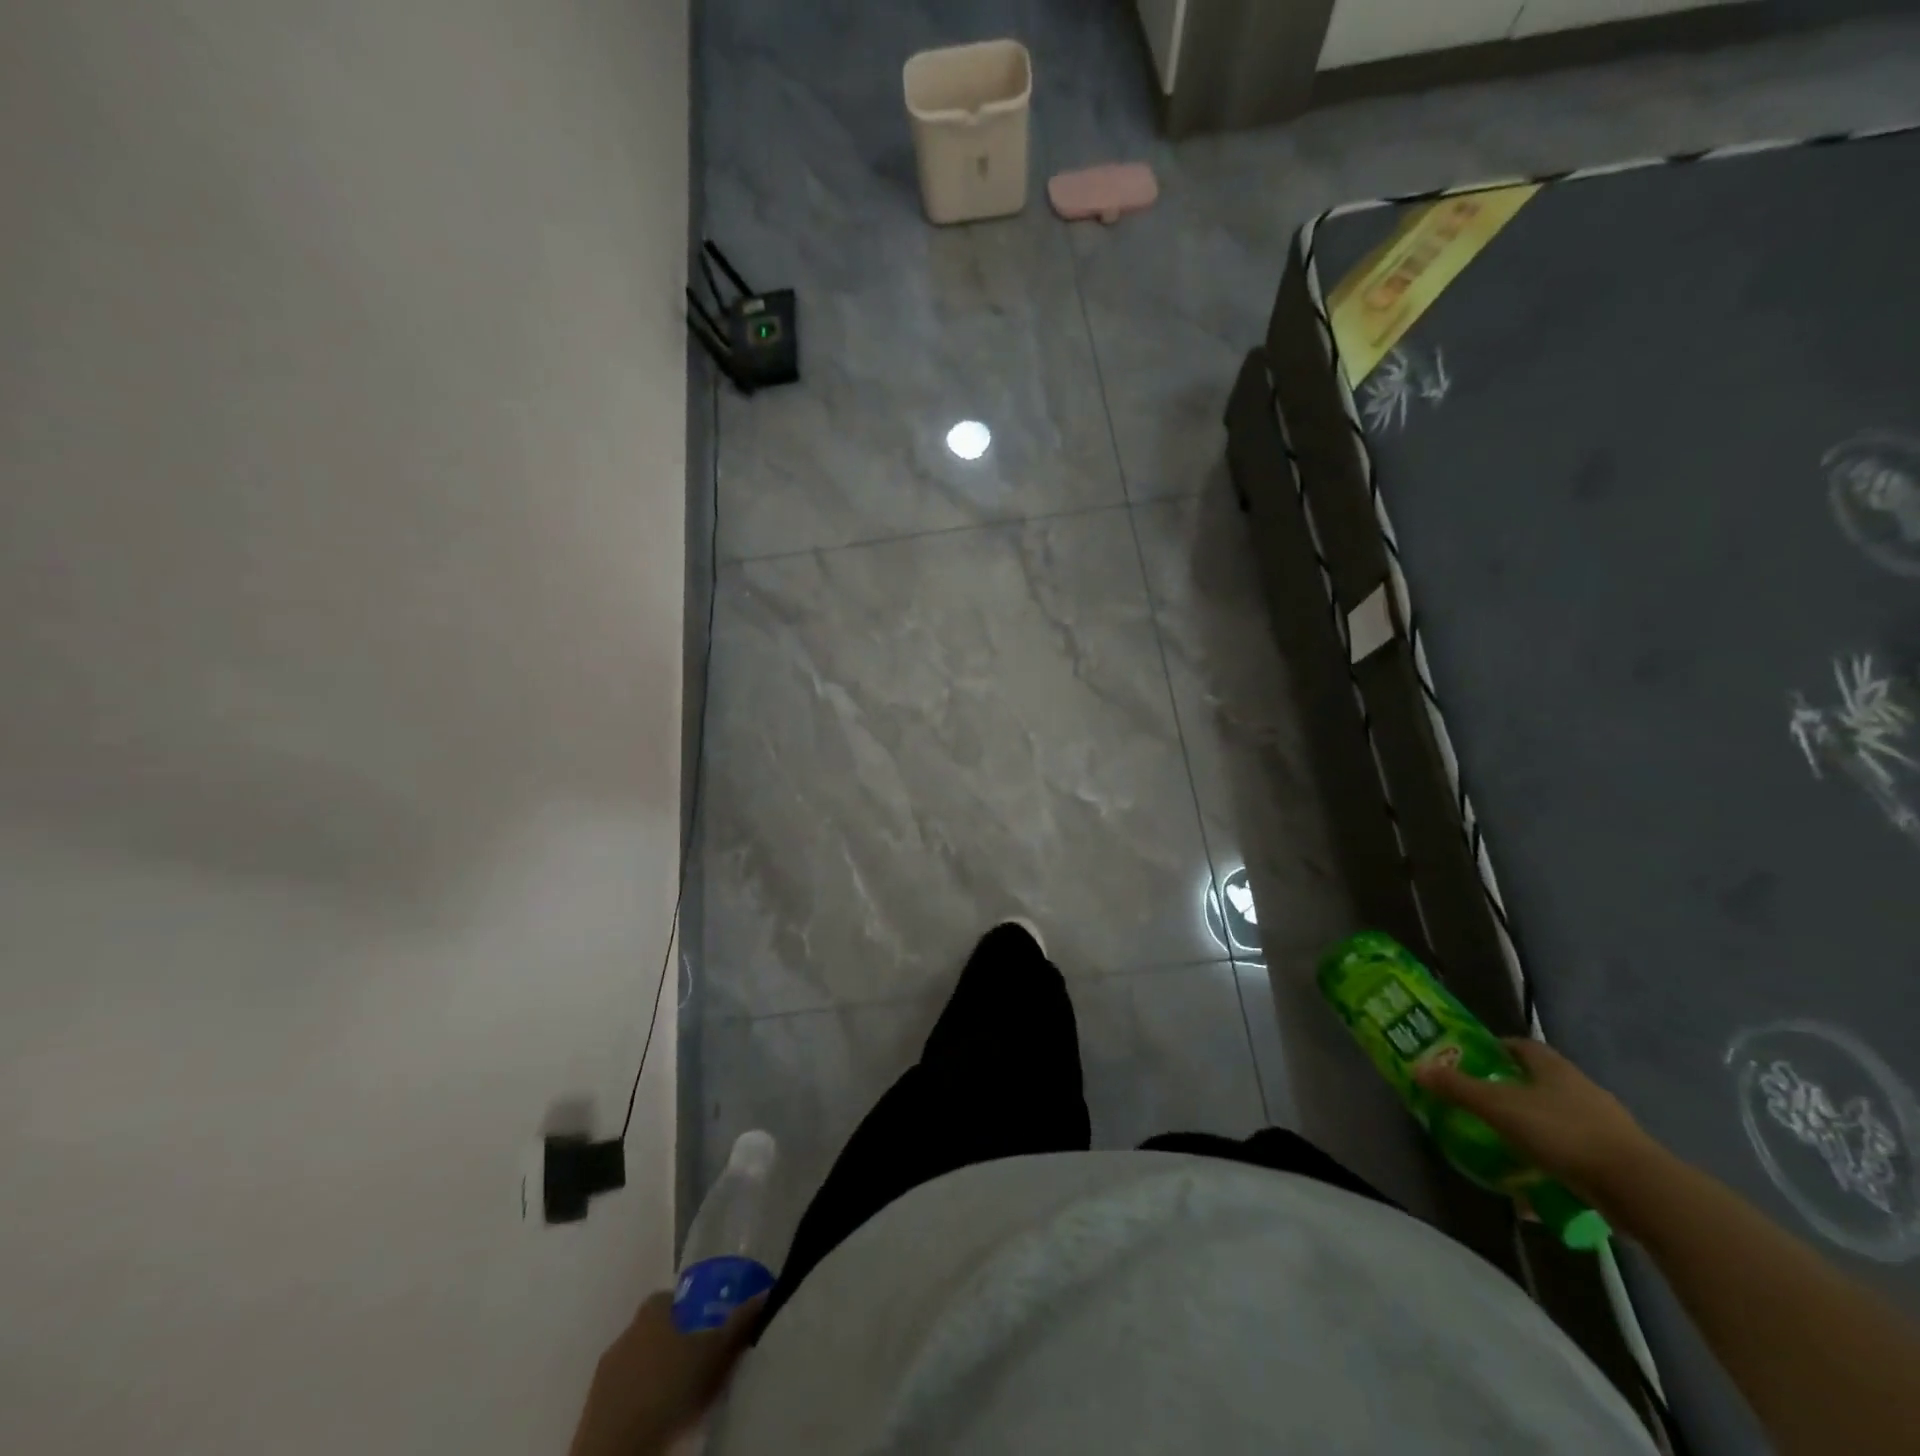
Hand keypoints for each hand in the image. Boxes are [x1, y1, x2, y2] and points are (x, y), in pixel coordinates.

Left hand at [568, 1292, 763, 1455]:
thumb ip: (739, 1324)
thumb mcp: (715, 1355)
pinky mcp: (591, 1415)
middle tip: (698, 1361)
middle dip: (672, 1343)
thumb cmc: (670, 1390)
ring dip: (653, 1374)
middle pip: (652, 1331)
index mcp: (651, 1314)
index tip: (705, 1325)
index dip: (687, 1309)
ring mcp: (604, 1376)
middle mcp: (625, 1335)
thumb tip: (766, 1293)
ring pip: (636, 1365)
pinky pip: (622, 1397)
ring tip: (679, 1394)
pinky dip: (638, 1402)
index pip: (668, 1298)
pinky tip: (657, 1418)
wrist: (616, 1453)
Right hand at [1415, 1038, 1658, 1206]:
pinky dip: (1555, 1162)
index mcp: (1553, 1068)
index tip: (1474, 1060)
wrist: (1640, 1190)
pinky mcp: (1619, 1159)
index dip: (1496, 1049)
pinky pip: (1576, 1153)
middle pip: (1540, 1081)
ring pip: (1558, 1118)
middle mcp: (1581, 1088)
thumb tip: (1418, 1068)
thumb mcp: (1500, 1108)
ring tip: (1506, 1147)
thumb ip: (1458, 1089)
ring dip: (1534, 1129)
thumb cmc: (1563, 1133)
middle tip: (1482, 1104)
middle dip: (1512, 1091)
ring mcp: (1606, 1124)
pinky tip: (1538, 1186)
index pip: (1521, 1046)